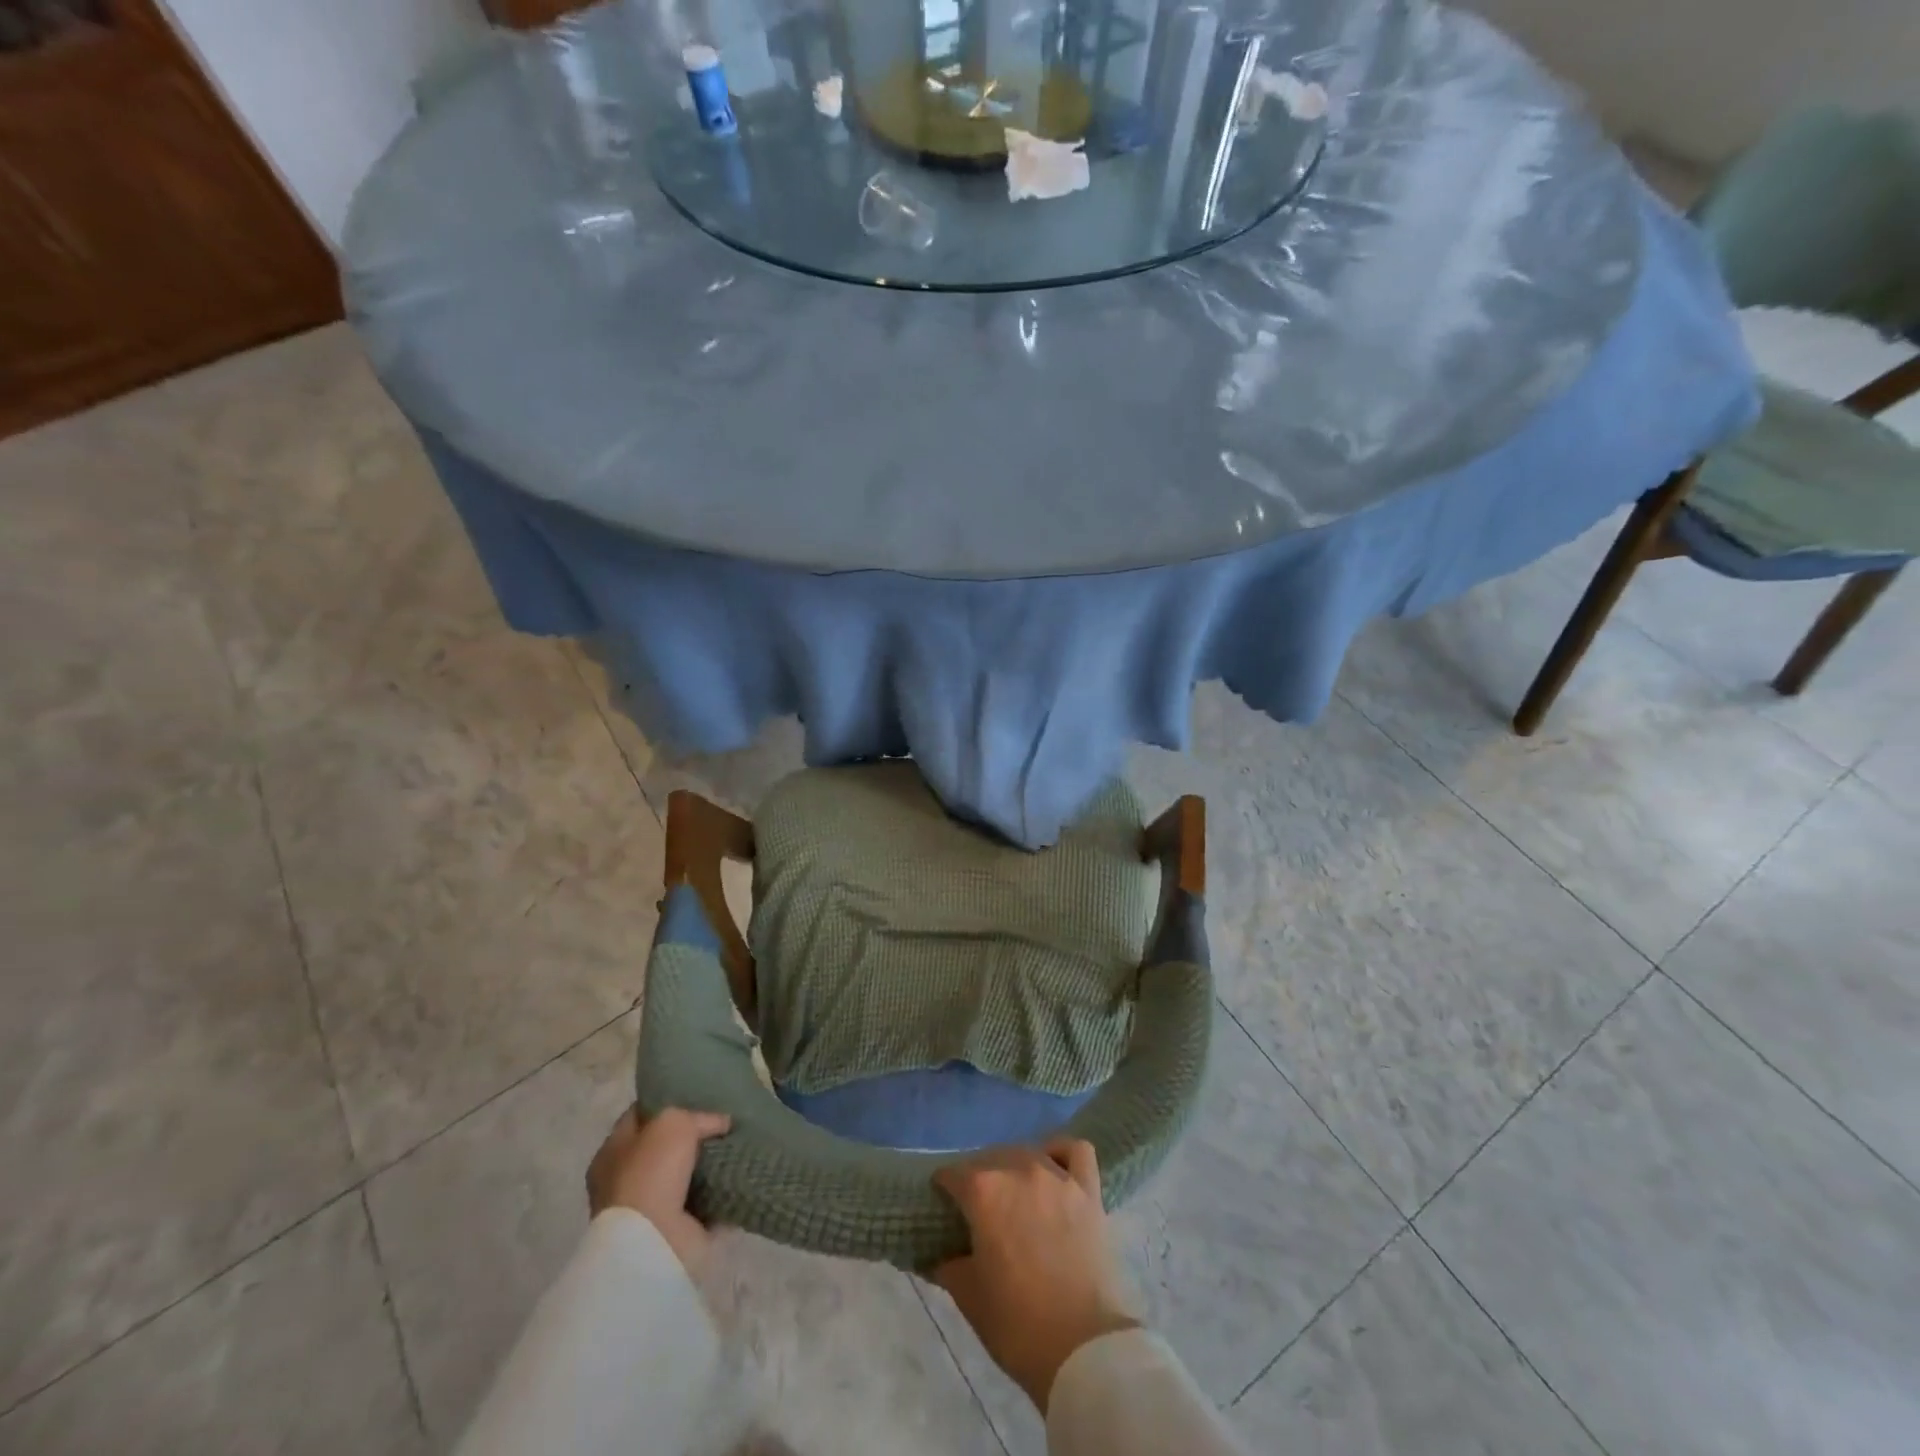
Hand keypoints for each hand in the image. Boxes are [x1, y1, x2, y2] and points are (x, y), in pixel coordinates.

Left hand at [585, 1105, 731, 1272]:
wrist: (653, 1242)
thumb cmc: (651, 1173)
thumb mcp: (672, 1122)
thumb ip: (698, 1116)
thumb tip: (721, 1123)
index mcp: (612, 1154)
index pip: (639, 1117)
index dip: (665, 1102)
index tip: (696, 1094)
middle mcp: (626, 1182)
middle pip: (665, 1149)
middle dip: (694, 1137)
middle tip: (725, 1121)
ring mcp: (651, 1211)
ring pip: (687, 1177)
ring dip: (711, 1167)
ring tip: (741, 1145)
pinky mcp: (677, 1233)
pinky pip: (707, 1205)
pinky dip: (724, 1194)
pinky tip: (743, 1175)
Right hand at [932, 1141, 1140, 1410]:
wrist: (1083, 1349)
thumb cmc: (1018, 1325)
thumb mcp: (968, 1297)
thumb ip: (948, 1264)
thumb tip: (937, 1254)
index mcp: (983, 1191)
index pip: (952, 1175)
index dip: (944, 1190)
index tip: (943, 1207)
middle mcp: (1018, 1169)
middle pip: (989, 1159)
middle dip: (977, 1179)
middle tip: (977, 1210)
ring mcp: (1057, 1176)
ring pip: (1027, 1152)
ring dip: (1014, 1167)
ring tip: (1013, 1194)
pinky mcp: (1089, 1189)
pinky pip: (1075, 1151)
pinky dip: (1061, 1153)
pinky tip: (1054, 1169)